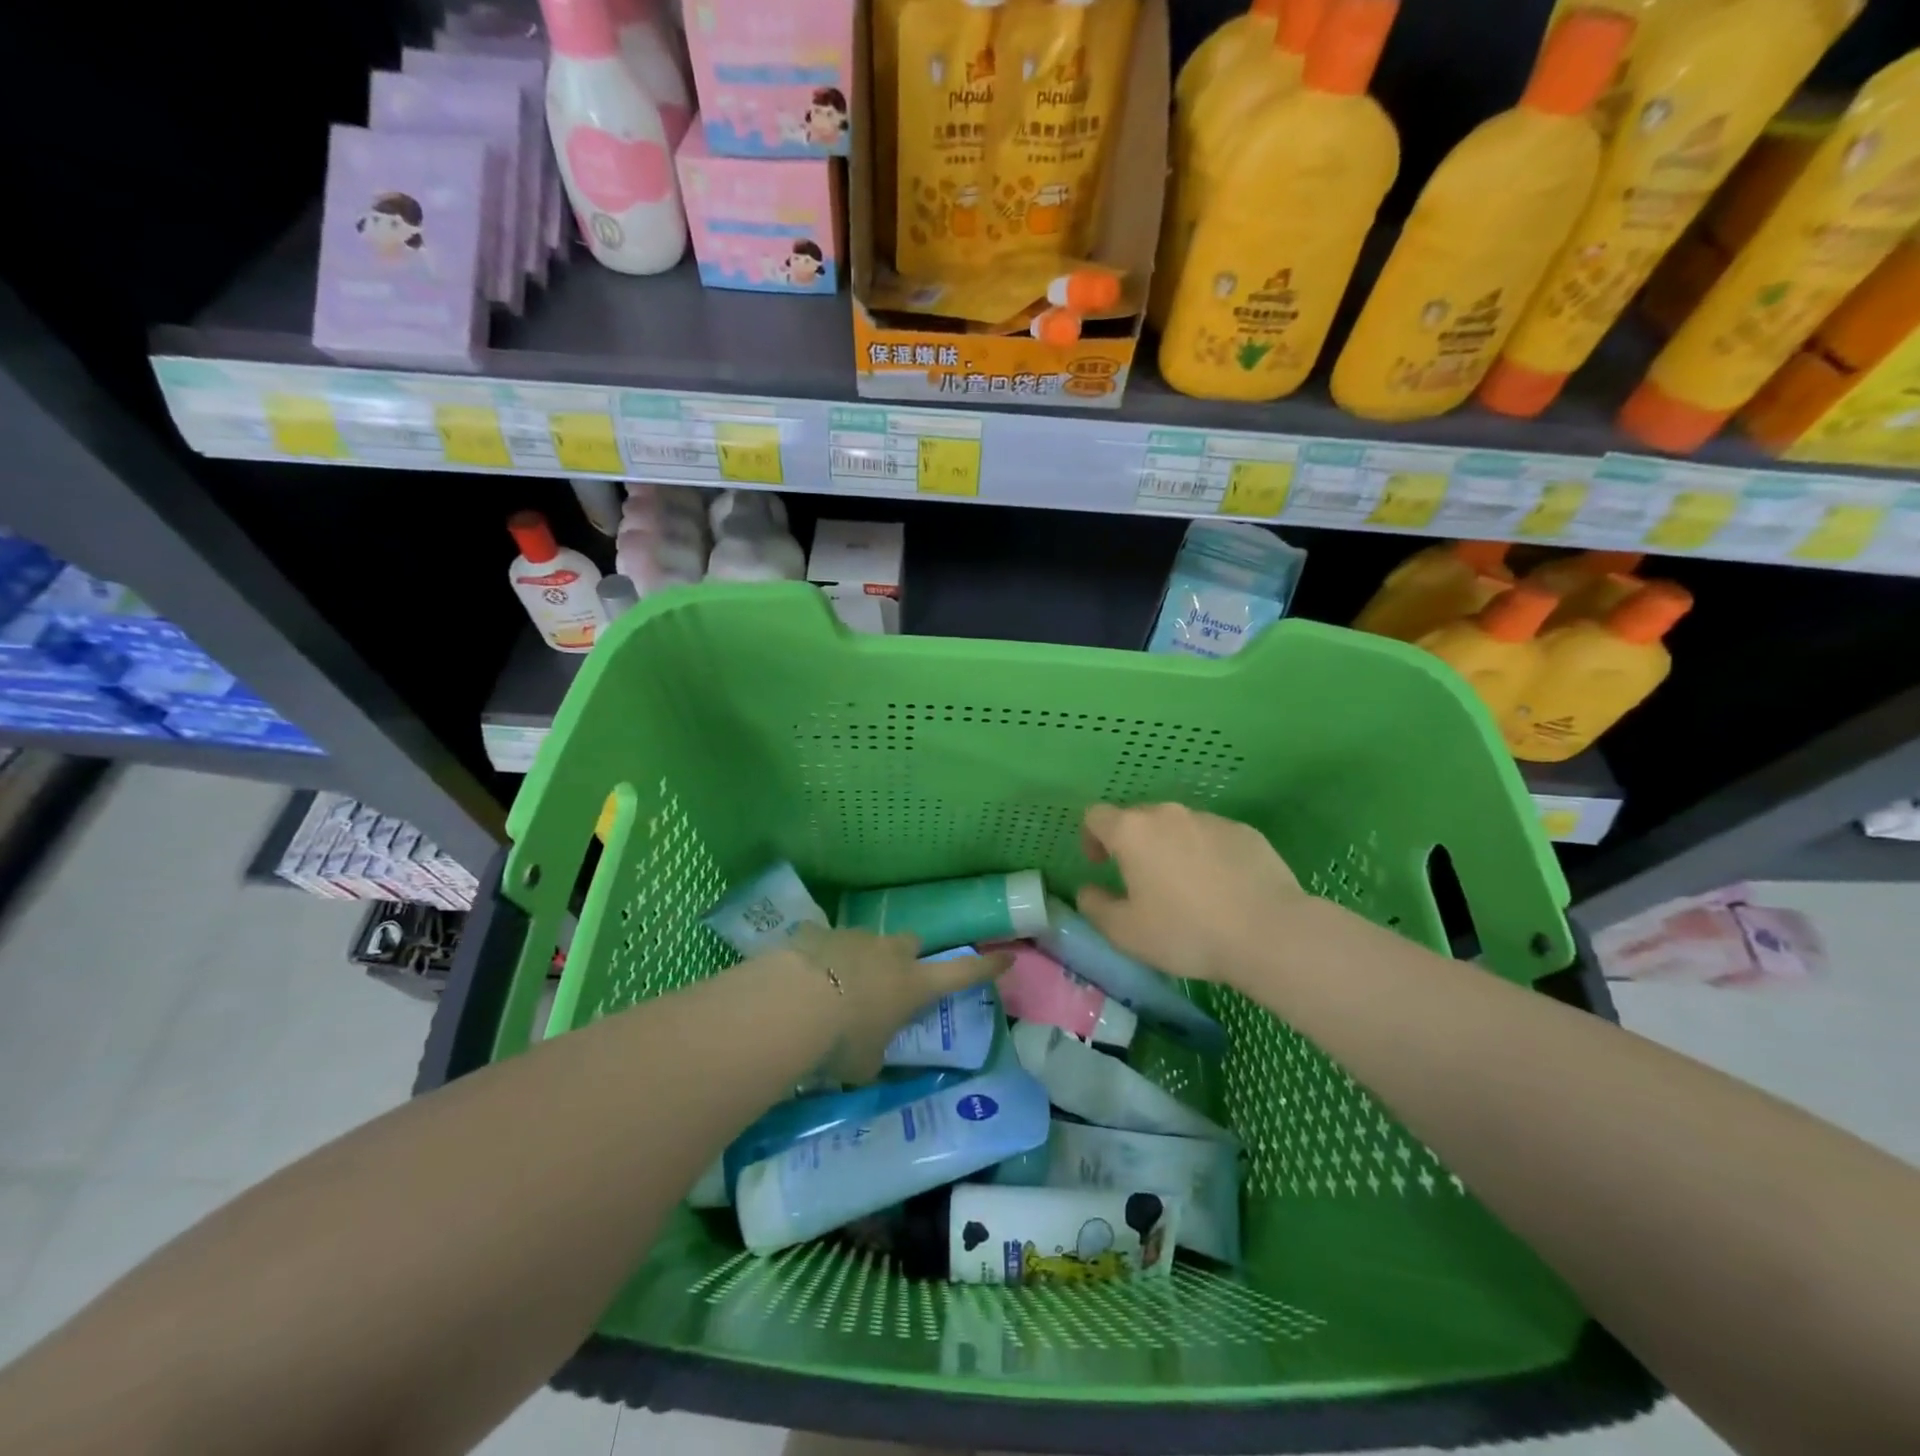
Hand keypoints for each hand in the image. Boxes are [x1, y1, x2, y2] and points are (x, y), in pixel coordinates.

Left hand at [787, 924, 1011, 1083]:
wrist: (793, 1002)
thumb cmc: (842, 1041)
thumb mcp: (865, 1064)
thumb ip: (874, 1055)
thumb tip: (868, 1058)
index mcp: (914, 984)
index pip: (961, 973)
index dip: (985, 967)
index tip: (1006, 957)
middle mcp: (891, 953)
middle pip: (911, 944)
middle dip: (905, 959)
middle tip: (888, 983)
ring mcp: (856, 937)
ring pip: (869, 941)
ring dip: (862, 960)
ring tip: (836, 989)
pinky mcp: (821, 933)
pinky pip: (829, 943)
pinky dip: (824, 958)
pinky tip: (804, 980)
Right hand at [1077, 802, 1308, 989]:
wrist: (1269, 932)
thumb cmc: (1186, 931)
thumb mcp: (1126, 933)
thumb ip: (1096, 907)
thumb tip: (1088, 891)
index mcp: (1132, 831)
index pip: (1096, 816)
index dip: (1091, 837)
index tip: (1100, 865)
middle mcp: (1168, 814)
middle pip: (1138, 818)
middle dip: (1133, 844)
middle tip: (1141, 881)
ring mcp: (1210, 819)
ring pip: (1178, 826)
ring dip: (1171, 848)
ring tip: (1185, 888)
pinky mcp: (1245, 832)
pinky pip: (1212, 837)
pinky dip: (1206, 855)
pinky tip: (1221, 889)